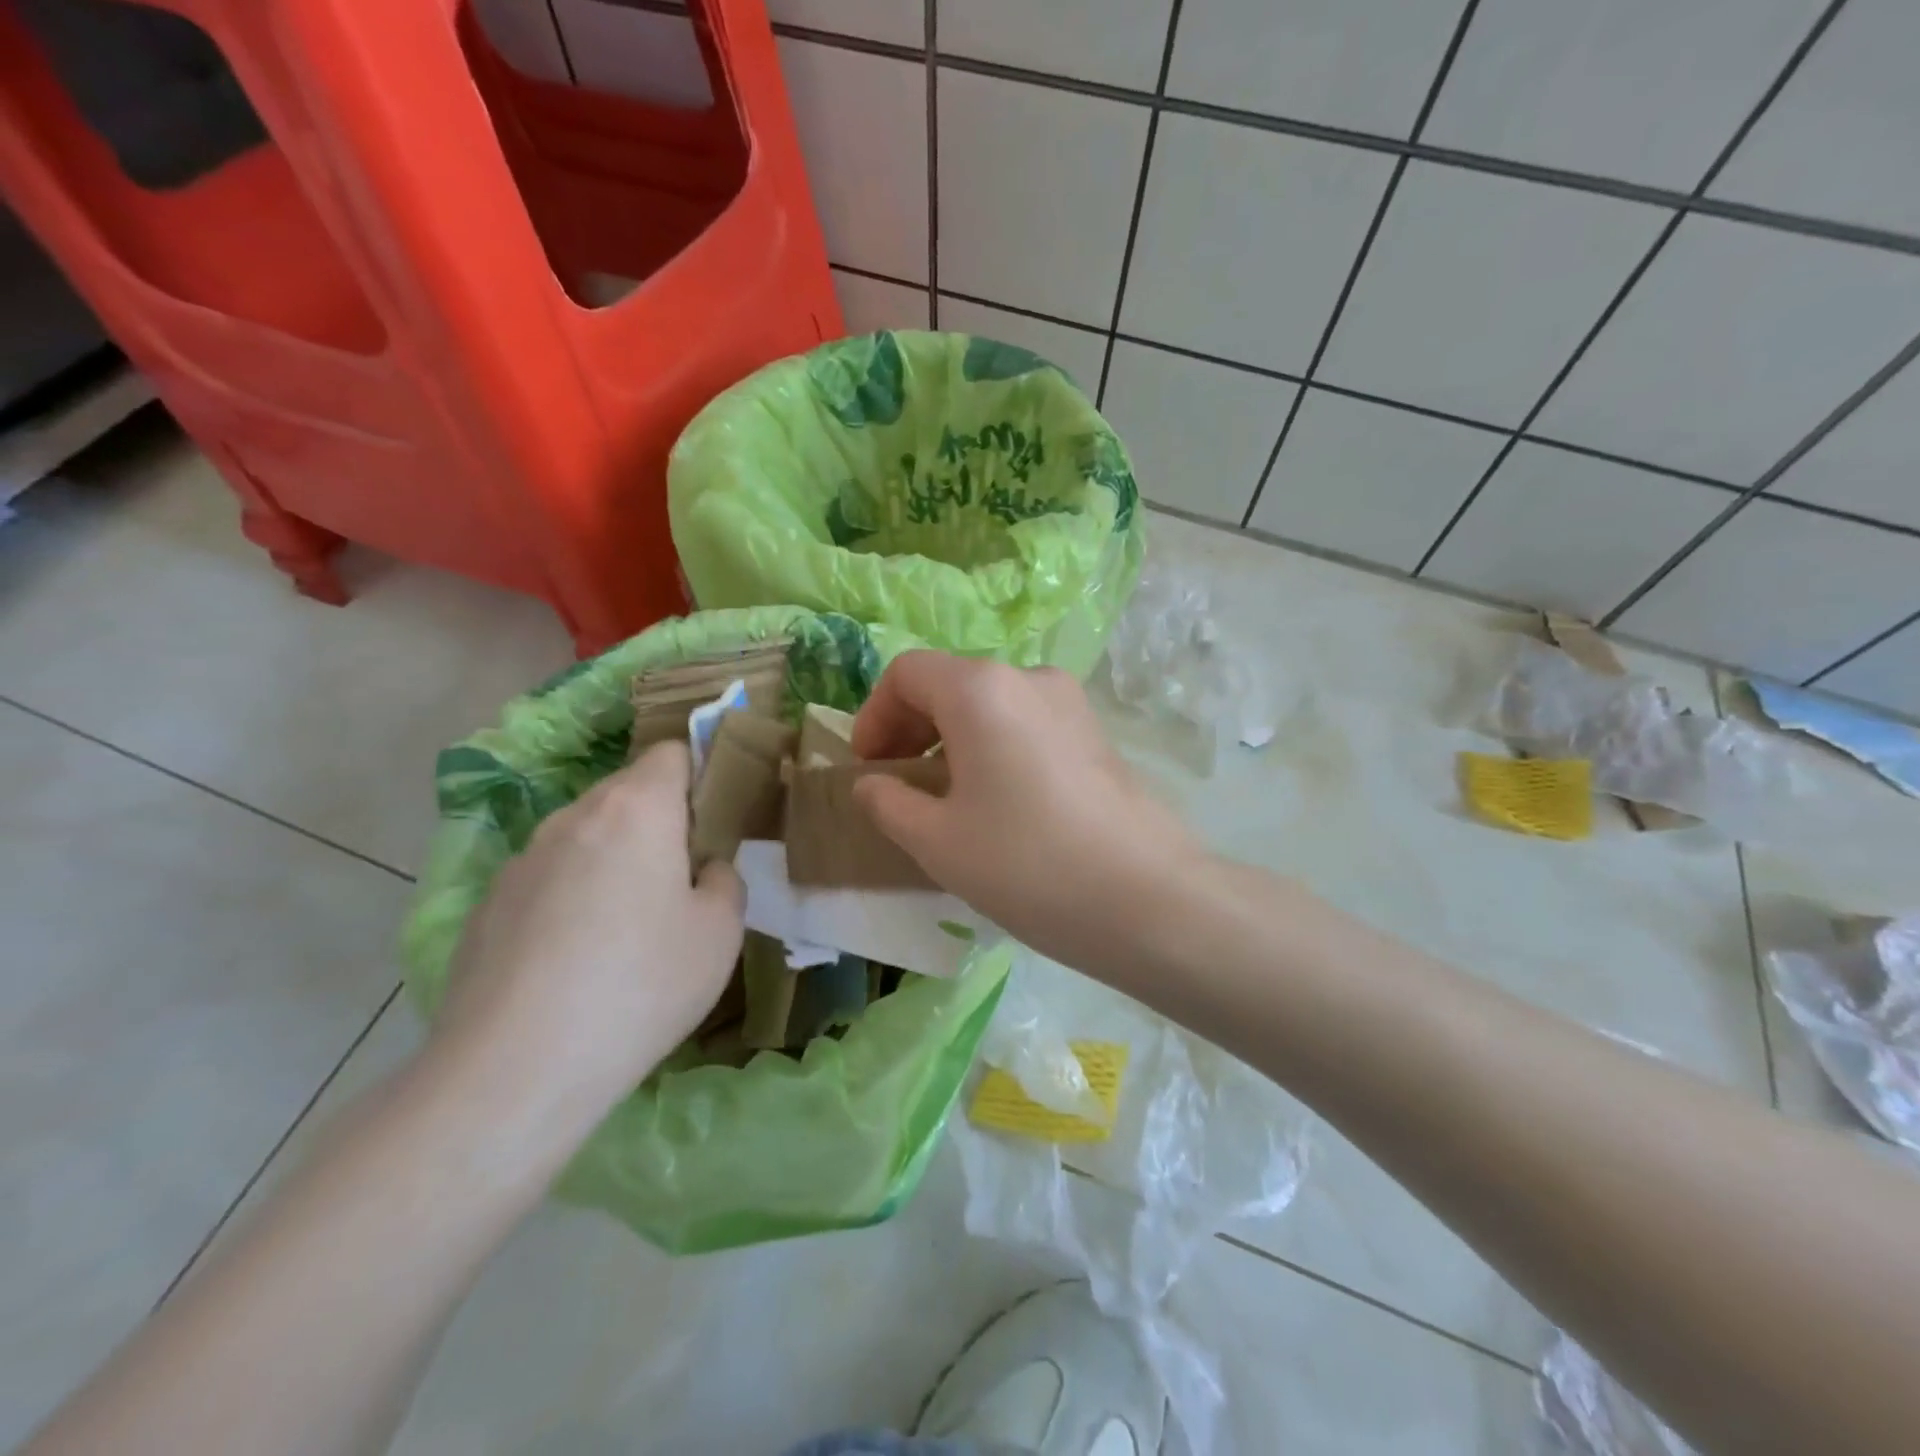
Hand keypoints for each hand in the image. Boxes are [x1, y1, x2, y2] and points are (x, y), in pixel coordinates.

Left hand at [429, 742, 744, 1136]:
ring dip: (614, 858)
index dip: (701, 772)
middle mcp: (573, 817)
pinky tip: (576, 959)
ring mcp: (522, 860)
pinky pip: (547, 879)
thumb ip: (724, 880)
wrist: (515, 1070)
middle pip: (627, 792)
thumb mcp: (720, 932)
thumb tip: (703, 869)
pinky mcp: (486, 905)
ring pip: (585, 836)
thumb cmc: (641, 985)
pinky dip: (571, 897)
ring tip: (628, 925)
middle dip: (660, 819)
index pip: (671, 752)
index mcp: (637, 809)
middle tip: (683, 877)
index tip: (717, 817)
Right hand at [851, 652, 1203, 975]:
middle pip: (950, 683)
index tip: (870, 768)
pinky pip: (1026, 723)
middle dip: (911, 727)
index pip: (906, 673)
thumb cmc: (1027, 864)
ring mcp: (1071, 702)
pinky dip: (994, 746)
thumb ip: (888, 803)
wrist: (1148, 899)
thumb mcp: (937, 842)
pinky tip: (998, 801)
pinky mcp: (1096, 732)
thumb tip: (871, 784)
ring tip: (945, 798)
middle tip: (898, 784)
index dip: (874, 716)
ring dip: (953, 739)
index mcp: (980, 689)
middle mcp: (1028, 677)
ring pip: (990, 704)